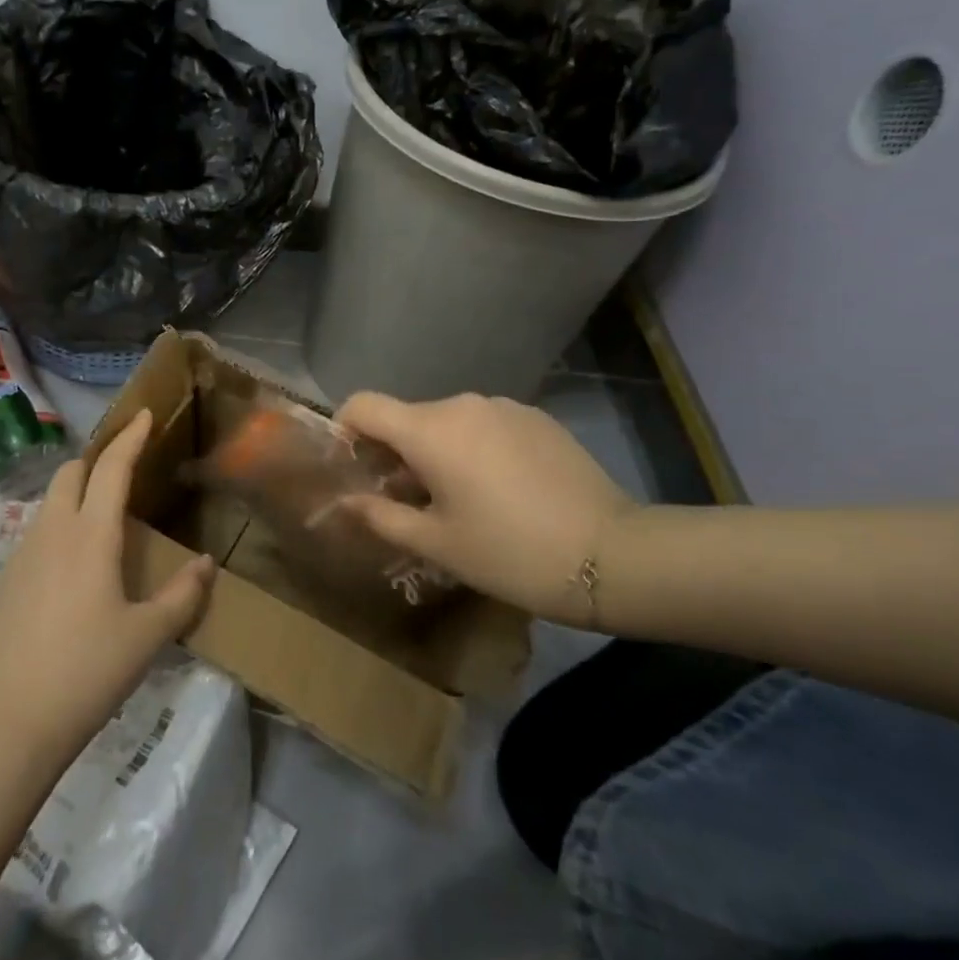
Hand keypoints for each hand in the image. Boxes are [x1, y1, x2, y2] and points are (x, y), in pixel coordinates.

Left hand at [0, 410, 214, 767]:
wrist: (4, 725)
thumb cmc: (85, 674)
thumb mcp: (146, 638)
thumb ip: (182, 596)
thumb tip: (206, 563)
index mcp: (90, 536)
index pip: (112, 468)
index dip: (130, 438)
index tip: (143, 414)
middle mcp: (52, 533)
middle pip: (71, 473)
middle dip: (98, 459)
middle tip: (126, 468)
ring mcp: (21, 555)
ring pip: (50, 502)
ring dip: (76, 492)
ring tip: (103, 516)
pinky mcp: (4, 582)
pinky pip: (36, 533)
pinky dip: (59, 525)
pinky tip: (73, 564)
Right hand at [335, 392, 634, 624]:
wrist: (613, 555)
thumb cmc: (510, 552)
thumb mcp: (437, 543)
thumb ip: (381, 516)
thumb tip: (346, 502)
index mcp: (430, 430)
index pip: (364, 404)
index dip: (345, 429)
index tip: (353, 467)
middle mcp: (462, 404)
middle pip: (407, 417)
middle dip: (395, 453)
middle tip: (407, 502)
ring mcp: (504, 406)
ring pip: (448, 423)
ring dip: (437, 452)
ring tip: (458, 501)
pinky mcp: (536, 417)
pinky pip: (486, 425)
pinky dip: (475, 449)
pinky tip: (500, 491)